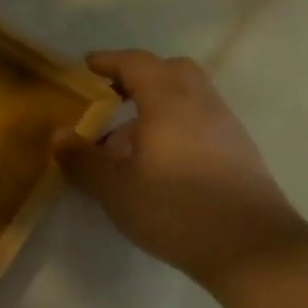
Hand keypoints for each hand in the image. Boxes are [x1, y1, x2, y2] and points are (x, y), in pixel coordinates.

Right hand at [55, 51, 307, 290]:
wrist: (250, 247)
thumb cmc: (173, 208)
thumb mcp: (114, 188)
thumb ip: (83, 159)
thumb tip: (58, 135)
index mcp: (168, 103)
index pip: (137, 64)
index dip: (110, 61)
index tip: (87, 65)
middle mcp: (201, 105)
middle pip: (172, 71)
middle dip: (139, 76)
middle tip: (111, 96)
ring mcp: (225, 128)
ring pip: (188, 98)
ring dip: (156, 106)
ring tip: (126, 141)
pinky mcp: (237, 153)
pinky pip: (199, 122)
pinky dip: (174, 126)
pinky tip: (156, 162)